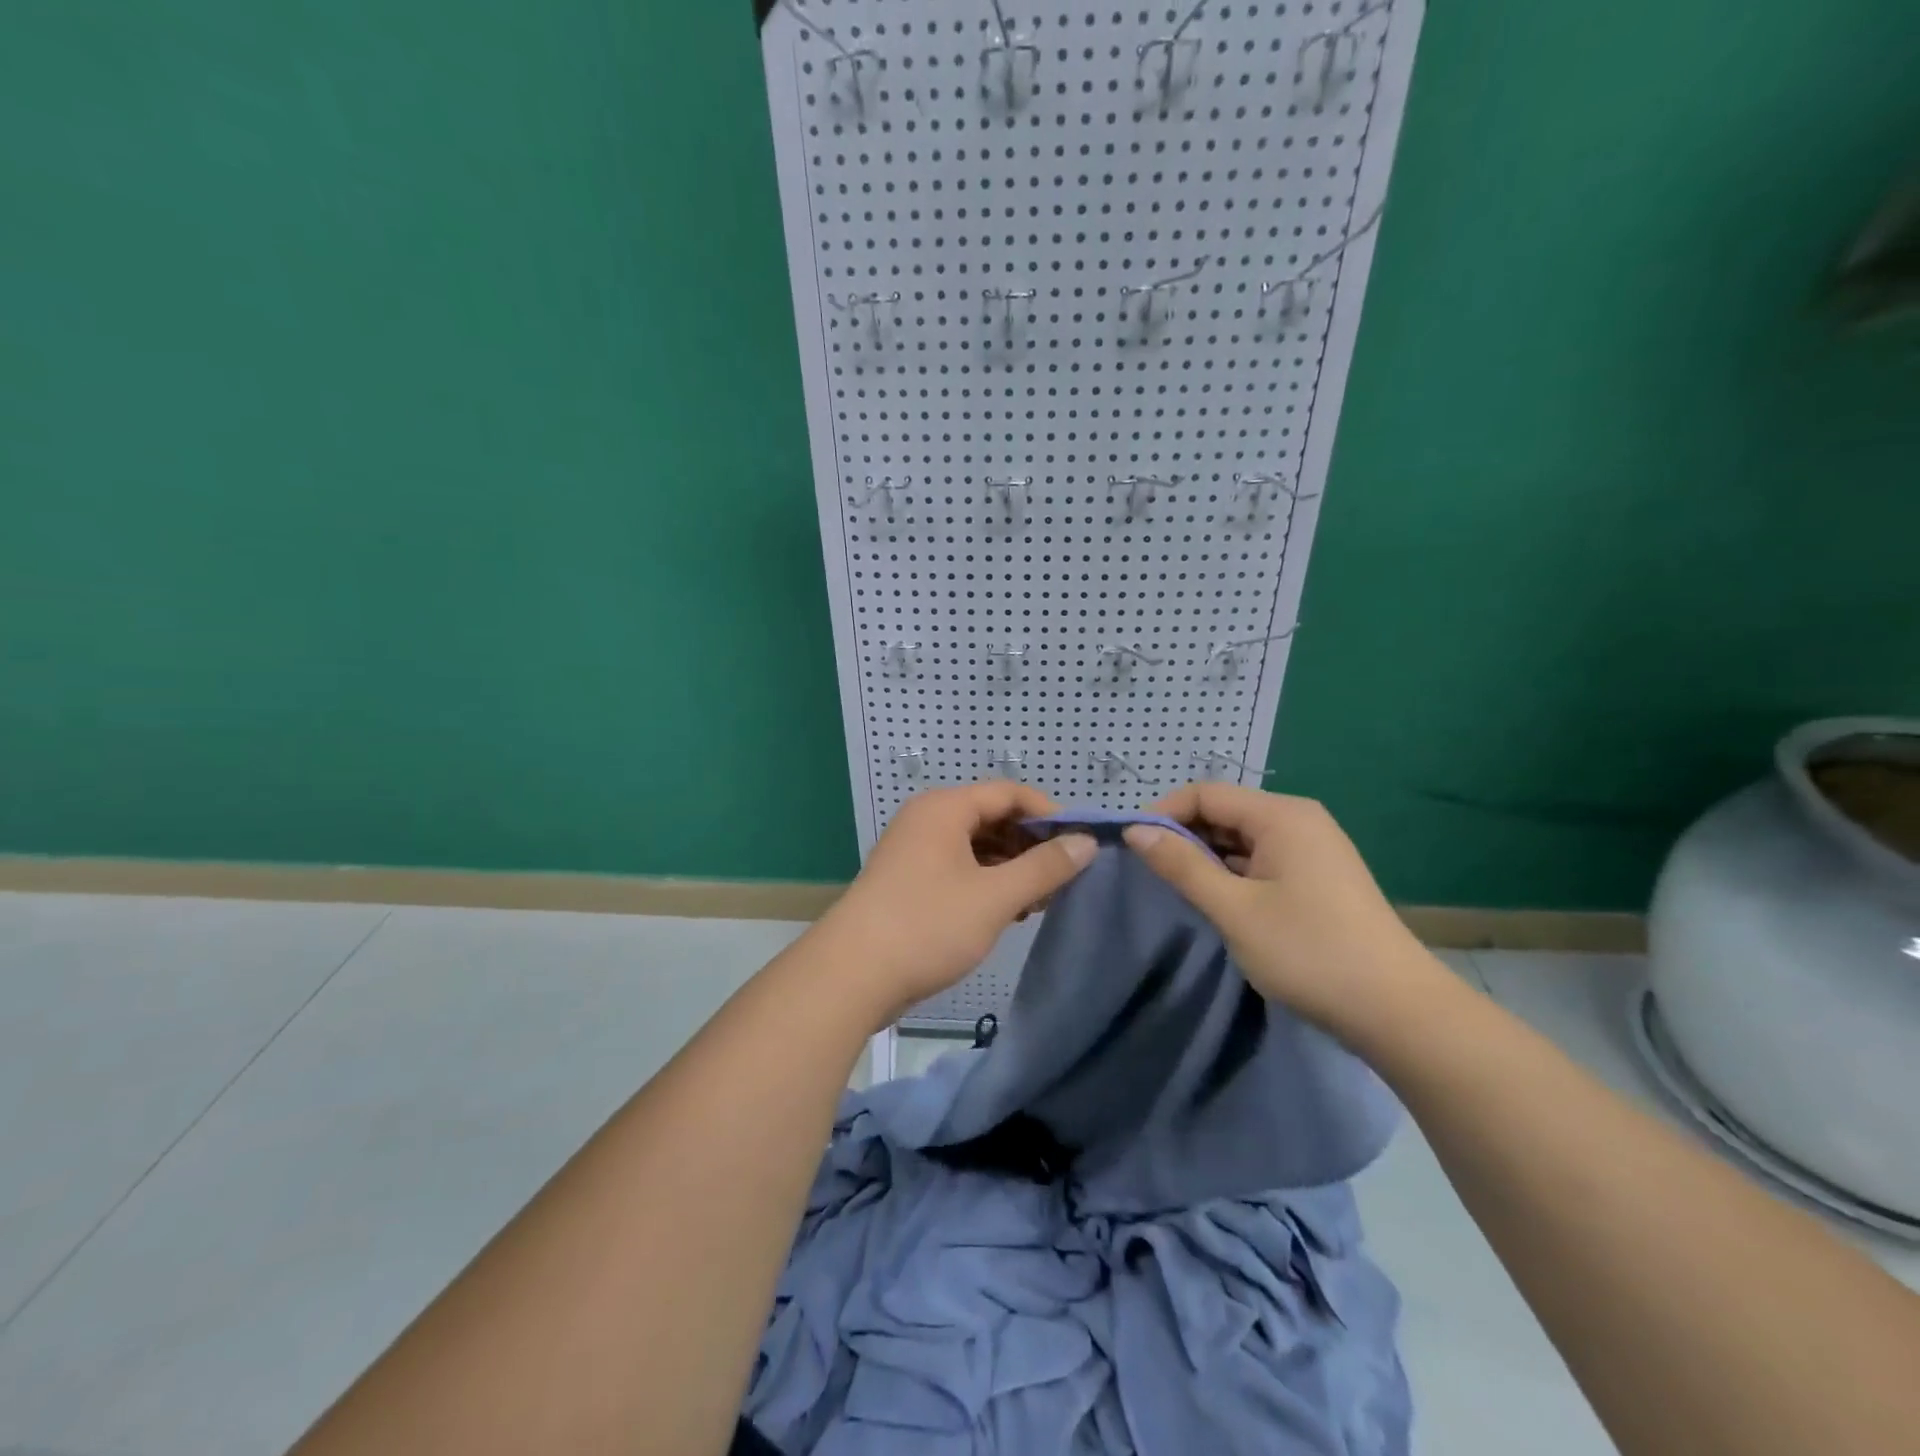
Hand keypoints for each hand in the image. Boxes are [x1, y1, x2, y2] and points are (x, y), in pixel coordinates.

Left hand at [814, 784, 1096, 1023]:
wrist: (852, 975)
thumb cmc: (928, 925)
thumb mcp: (995, 897)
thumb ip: (1044, 867)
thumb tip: (1085, 842)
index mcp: (945, 808)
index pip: (1009, 793)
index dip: (1049, 814)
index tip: (1079, 845)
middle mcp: (928, 820)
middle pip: (992, 818)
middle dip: (1030, 845)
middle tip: (1062, 880)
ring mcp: (914, 851)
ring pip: (976, 847)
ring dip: (1010, 868)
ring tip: (1039, 902)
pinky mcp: (909, 881)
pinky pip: (959, 869)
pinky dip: (987, 883)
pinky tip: (1007, 912)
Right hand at [1121, 784, 1442, 1041]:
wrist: (1397, 1012)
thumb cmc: (1309, 952)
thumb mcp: (1234, 909)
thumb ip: (1182, 865)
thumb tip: (1135, 830)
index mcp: (1282, 815)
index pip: (1206, 794)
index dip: (1164, 813)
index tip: (1131, 846)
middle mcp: (1298, 820)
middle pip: (1224, 812)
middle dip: (1183, 836)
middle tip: (1149, 872)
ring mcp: (1312, 849)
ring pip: (1241, 839)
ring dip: (1206, 857)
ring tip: (1176, 888)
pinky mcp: (1317, 877)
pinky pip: (1260, 860)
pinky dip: (1232, 873)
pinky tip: (1216, 900)